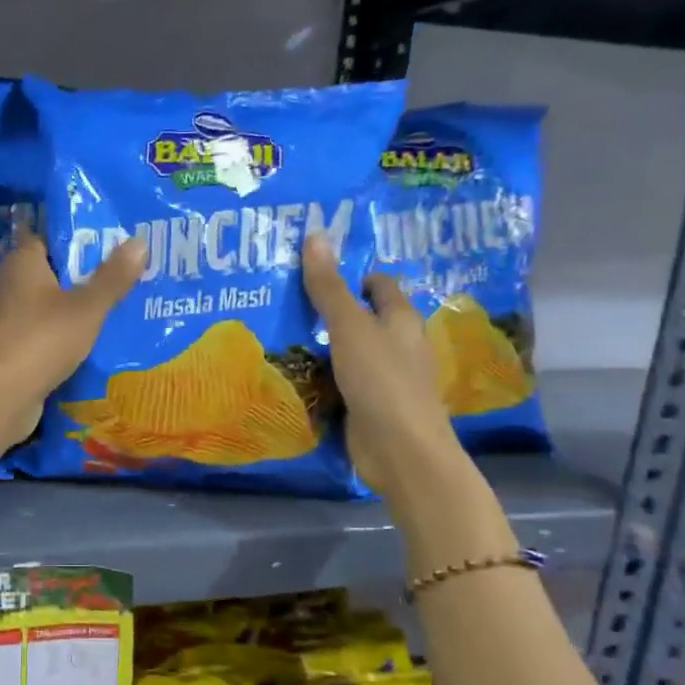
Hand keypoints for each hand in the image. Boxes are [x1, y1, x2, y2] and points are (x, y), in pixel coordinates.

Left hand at [0, 231, 145, 445]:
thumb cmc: (42, 339)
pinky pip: (43, 332)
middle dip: (82, 273)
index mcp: (22, 262)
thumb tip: (140, 241)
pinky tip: (90, 341)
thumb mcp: (87, 307)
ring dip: (73, 306)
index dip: (77, 236)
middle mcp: (9, 284)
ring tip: (114, 305)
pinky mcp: (10, 349)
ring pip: (47, 304)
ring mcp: (7, 319)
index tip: (111, 239)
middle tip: (122, 272)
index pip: (48, 236)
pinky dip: (62, 334)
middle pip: (50, 271)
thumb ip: (113, 277)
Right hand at [301, 233, 462, 502]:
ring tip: (282, 333)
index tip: (315, 271)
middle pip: (365, 318)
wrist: (400, 450)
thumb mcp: (349, 327)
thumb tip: (316, 234)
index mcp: (402, 319)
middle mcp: (399, 345)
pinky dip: (324, 377)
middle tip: (287, 300)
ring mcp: (387, 378)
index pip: (380, 284)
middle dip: (332, 310)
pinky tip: (296, 374)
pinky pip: (344, 382)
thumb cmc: (381, 379)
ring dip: (324, 346)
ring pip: (352, 352)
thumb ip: (329, 287)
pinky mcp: (372, 406)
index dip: (353, 275)